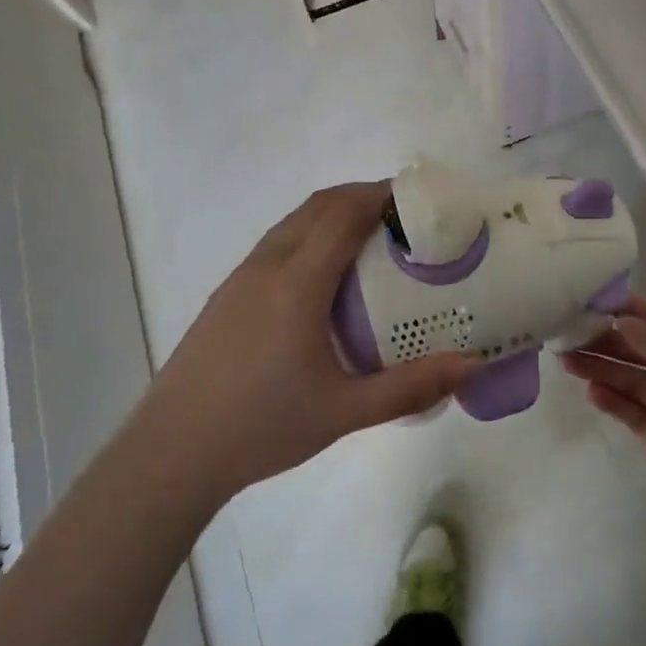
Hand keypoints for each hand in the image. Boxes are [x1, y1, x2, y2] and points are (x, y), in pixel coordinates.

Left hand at [147, 182, 478, 500]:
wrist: (173, 450)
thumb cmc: (262, 425)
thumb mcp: (345, 411)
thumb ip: (410, 386)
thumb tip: (472, 366)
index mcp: (298, 282)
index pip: (343, 213)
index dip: (381, 195)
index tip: (418, 200)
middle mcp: (269, 265)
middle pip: (319, 205)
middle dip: (362, 197)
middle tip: (404, 219)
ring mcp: (242, 277)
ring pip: (294, 222)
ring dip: (333, 214)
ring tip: (371, 242)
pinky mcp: (227, 294)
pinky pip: (277, 244)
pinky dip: (310, 235)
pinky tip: (324, 279)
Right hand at [561, 295, 645, 559]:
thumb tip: (618, 318)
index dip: (630, 306)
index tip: (589, 299)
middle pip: (644, 349)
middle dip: (607, 339)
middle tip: (565, 334)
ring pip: (636, 382)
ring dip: (604, 369)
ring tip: (566, 361)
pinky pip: (638, 417)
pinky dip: (615, 404)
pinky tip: (590, 393)